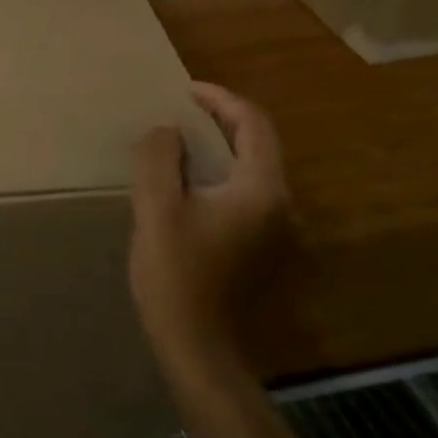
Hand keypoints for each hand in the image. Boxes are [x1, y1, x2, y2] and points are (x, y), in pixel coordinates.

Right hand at [130, 82, 293, 373]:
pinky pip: (246, 195)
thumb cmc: (176, 274)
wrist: (198, 346)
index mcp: (261, 190)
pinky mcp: (264, 250)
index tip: (186, 91)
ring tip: (182, 142)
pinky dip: (222, 175)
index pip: (253, 125)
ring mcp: (277, 231)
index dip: (221, 99)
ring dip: (222, 149)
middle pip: (258, 145)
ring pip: (253, 171)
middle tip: (182, 111)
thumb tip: (167, 132)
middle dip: (222, 121)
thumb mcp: (157, 209)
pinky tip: (191, 185)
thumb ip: (160, 159)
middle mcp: (281, 206)